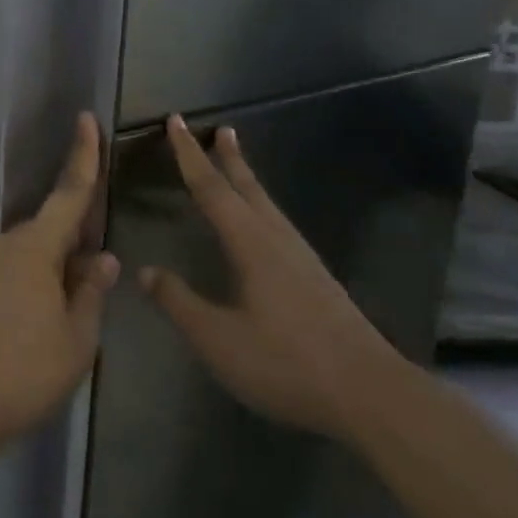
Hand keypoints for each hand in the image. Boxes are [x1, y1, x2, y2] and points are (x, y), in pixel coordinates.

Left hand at [0, 113, 119, 451]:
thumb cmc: (26, 370)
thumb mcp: (77, 336)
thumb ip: (91, 291)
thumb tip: (105, 258)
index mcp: (37, 247)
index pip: (69, 193)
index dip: (84, 156)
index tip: (87, 119)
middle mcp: (9, 246)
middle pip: (55, 225)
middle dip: (83, 230)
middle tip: (107, 255)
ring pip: (39, 250)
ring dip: (64, 260)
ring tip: (87, 290)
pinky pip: (22, 269)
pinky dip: (44, 275)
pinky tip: (57, 306)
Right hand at [139, 116, 404, 437]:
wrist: (372, 395)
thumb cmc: (286, 363)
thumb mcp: (218, 338)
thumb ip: (179, 302)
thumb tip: (145, 271)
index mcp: (251, 245)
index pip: (211, 189)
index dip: (189, 155)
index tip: (176, 121)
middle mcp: (278, 241)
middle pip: (247, 188)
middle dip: (228, 158)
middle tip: (218, 128)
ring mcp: (303, 260)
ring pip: (267, 206)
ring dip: (247, 180)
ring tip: (237, 164)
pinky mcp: (317, 281)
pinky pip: (279, 226)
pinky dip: (261, 208)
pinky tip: (263, 227)